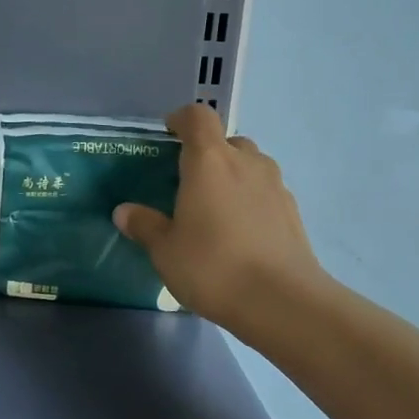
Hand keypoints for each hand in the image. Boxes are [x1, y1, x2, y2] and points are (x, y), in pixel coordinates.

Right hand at [112, 103, 327, 334]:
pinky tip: (240, 233)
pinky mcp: (293, 212)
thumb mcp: (165, 250)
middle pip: (226, 140)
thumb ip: (144, 225)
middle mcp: (246, 162)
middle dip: (207, 153)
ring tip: (214, 209)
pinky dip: (251, 200)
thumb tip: (124, 212)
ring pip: (250, 165)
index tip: (167, 134)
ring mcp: (275, 185)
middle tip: (188, 182)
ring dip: (232, 176)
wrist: (283, 302)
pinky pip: (266, 191)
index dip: (181, 119)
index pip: (198, 117)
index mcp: (209, 161)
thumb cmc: (213, 266)